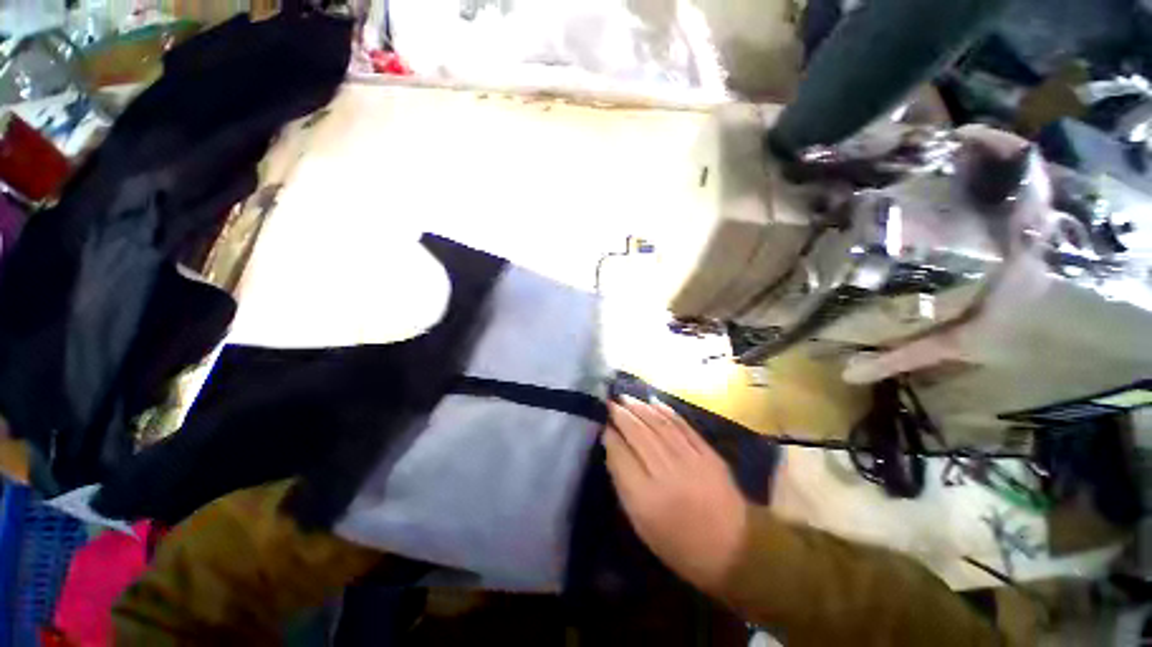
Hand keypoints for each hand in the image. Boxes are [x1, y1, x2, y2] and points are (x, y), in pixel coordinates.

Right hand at [603, 395, 748, 594]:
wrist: (735, 550)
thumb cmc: (680, 545)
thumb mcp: (642, 525)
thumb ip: (624, 485)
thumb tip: (612, 448)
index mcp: (646, 498)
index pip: (620, 455)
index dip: (610, 435)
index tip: (602, 422)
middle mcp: (666, 474)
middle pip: (638, 434)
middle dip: (622, 415)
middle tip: (610, 403)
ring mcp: (690, 461)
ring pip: (659, 425)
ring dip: (640, 408)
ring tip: (626, 398)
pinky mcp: (708, 454)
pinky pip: (683, 426)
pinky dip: (667, 412)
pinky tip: (654, 403)